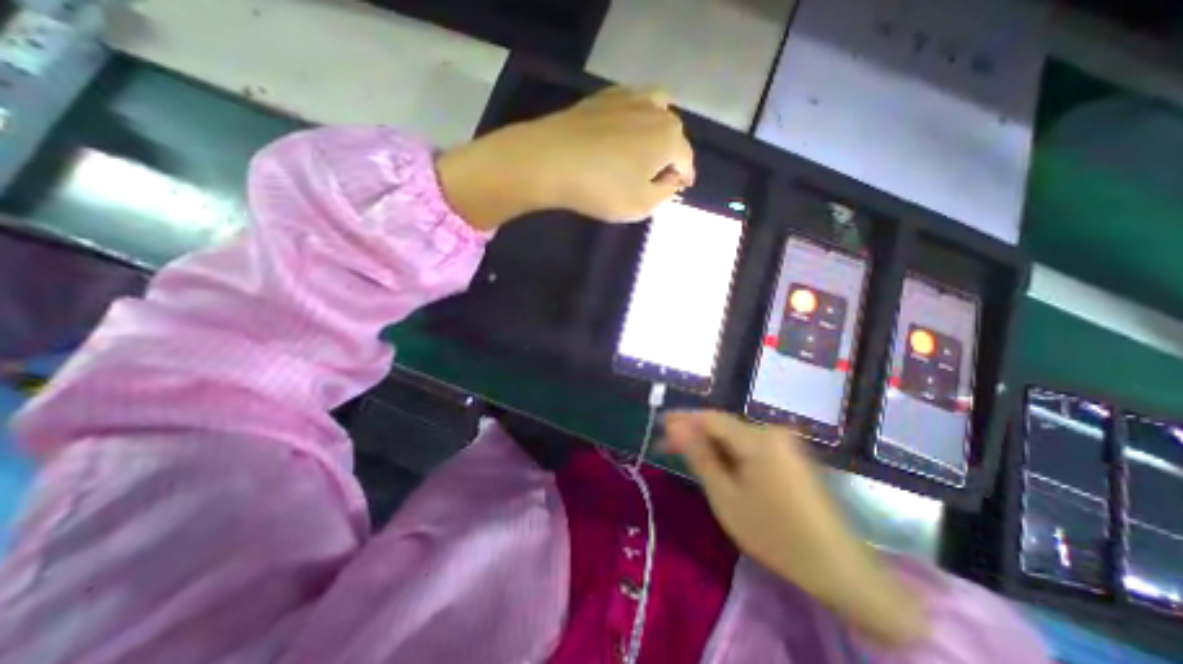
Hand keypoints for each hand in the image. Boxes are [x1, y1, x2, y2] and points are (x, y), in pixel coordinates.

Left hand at [433, 86, 694, 230]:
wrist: (550, 160)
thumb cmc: (601, 188)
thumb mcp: (642, 205)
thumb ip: (665, 193)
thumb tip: (673, 179)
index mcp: (669, 138)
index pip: (686, 159)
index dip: (684, 176)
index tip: (679, 187)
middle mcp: (655, 110)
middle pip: (673, 132)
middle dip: (671, 153)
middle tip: (659, 173)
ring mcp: (627, 98)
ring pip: (655, 108)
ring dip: (656, 129)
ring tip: (646, 148)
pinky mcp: (602, 97)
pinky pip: (630, 103)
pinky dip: (634, 118)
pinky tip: (622, 132)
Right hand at [662, 413, 927, 646]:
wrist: (837, 566)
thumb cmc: (774, 534)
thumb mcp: (726, 497)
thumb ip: (699, 457)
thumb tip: (675, 428)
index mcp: (757, 438)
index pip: (710, 417)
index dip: (682, 419)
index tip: (659, 424)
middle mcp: (772, 431)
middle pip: (722, 425)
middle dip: (694, 434)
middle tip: (668, 446)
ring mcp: (784, 442)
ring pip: (735, 435)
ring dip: (711, 444)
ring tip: (688, 457)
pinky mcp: (789, 454)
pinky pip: (750, 445)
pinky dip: (730, 452)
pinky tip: (718, 465)